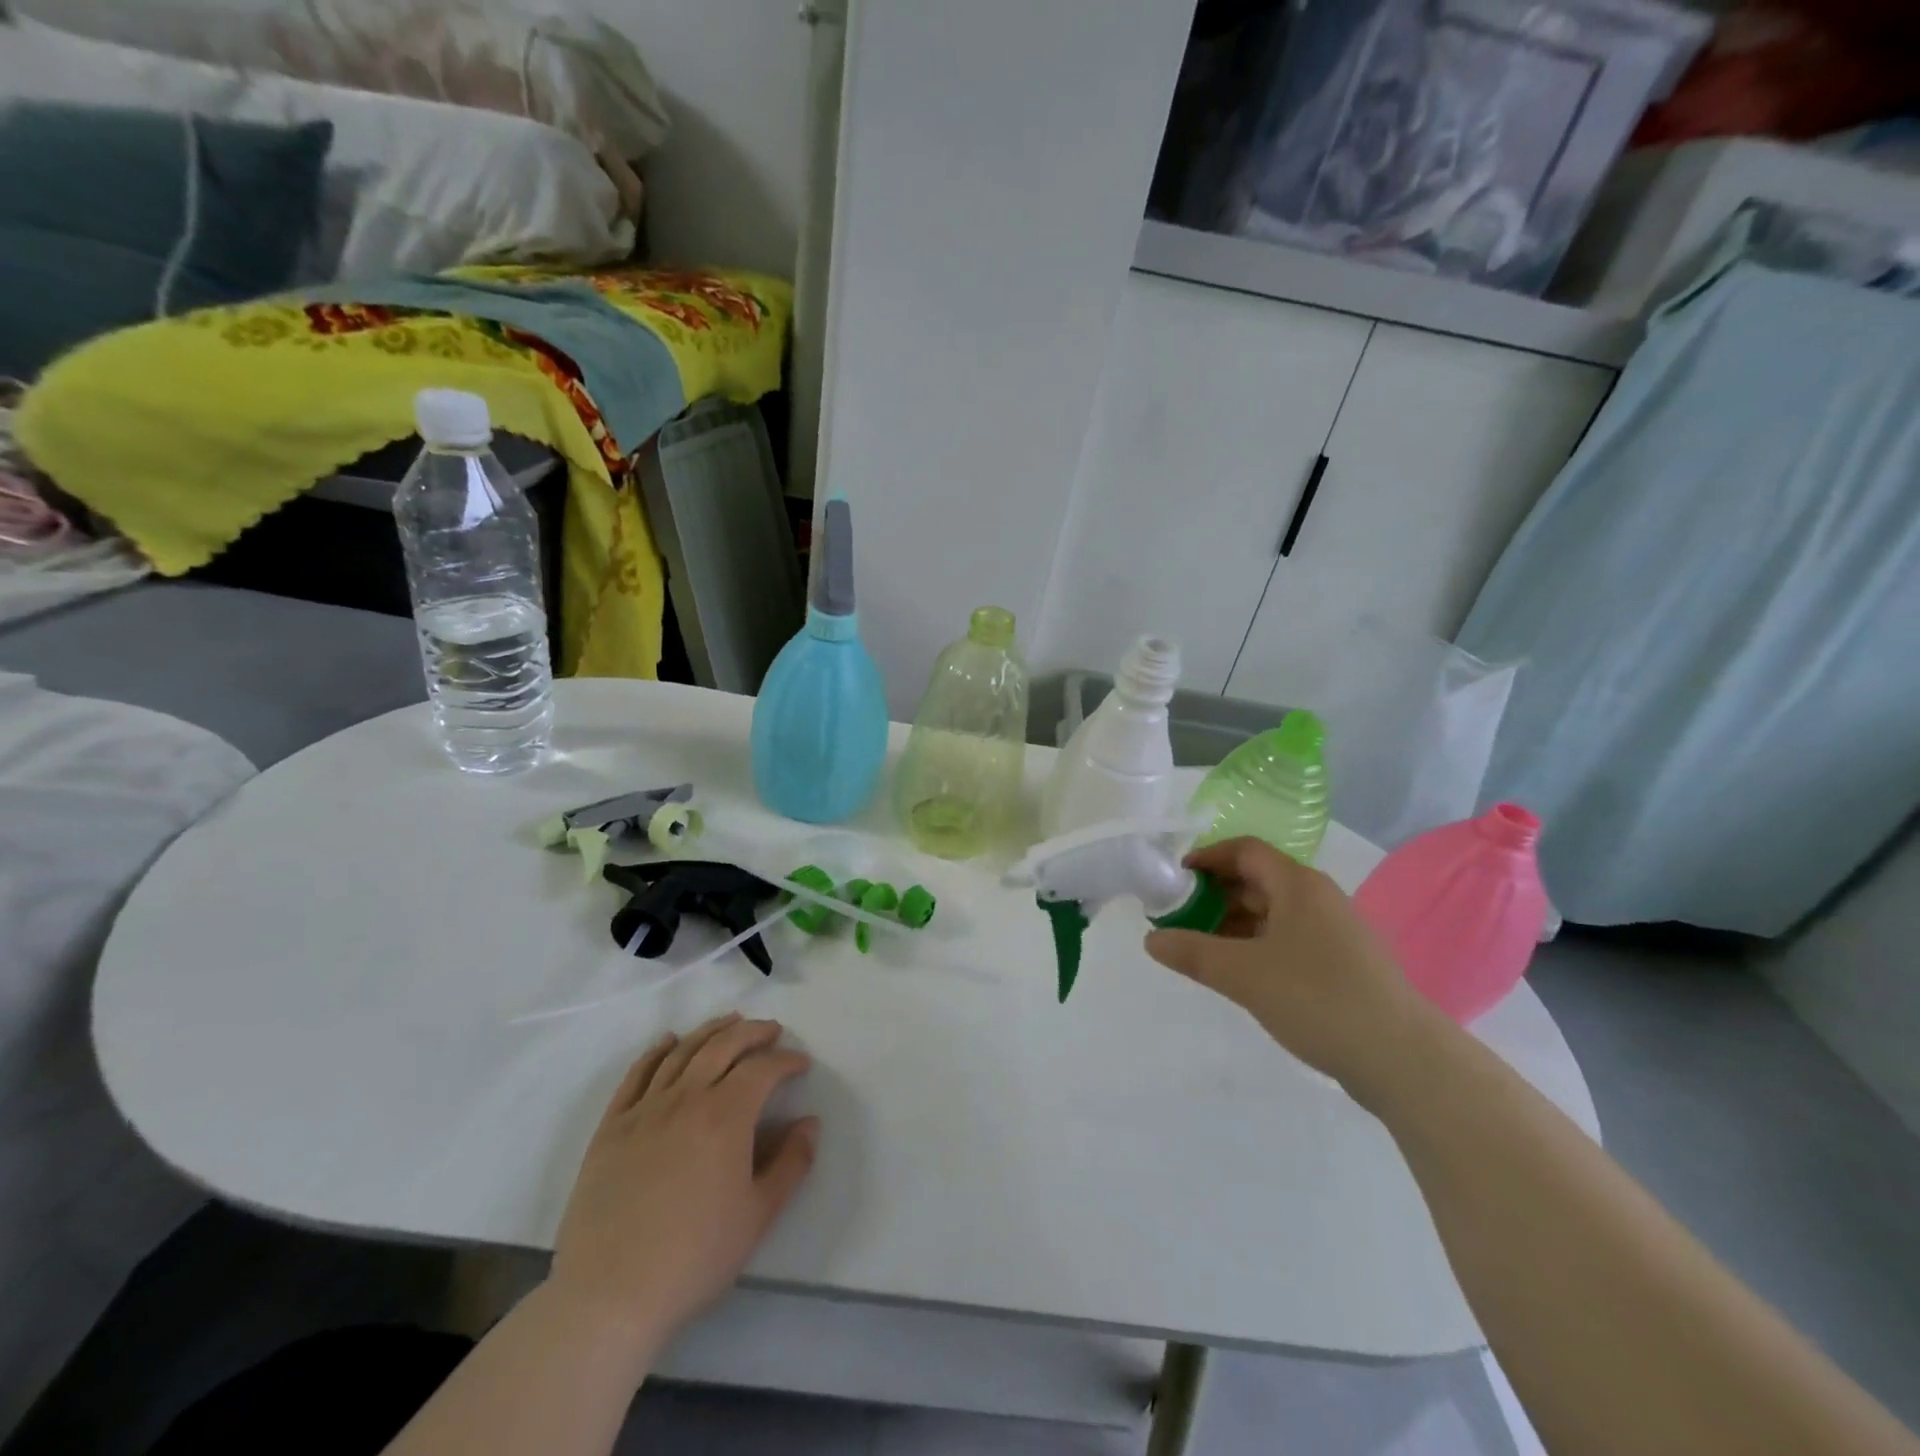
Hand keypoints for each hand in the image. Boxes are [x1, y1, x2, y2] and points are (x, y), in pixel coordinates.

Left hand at [547, 1014, 817, 1357]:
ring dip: (711, 1031)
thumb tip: (810, 1122)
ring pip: (682, 1052)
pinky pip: (637, 1074)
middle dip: (753, 1032)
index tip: (801, 1064)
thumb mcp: (759, 1216)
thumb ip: (791, 1163)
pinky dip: (656, 1051)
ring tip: (730, 1022)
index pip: (763, 1069)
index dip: (786, 1060)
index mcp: (726, 1116)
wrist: (608, 1297)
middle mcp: (687, 1098)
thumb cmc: (694, 1257)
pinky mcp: (611, 1127)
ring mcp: (645, 1110)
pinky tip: (668, 1042)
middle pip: (723, 1046)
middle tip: (772, 1030)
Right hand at [1144, 838, 1428, 1098]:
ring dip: (1233, 924)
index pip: (1244, 850)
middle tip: (1179, 920)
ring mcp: (1335, 932)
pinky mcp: (1344, 965)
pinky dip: (1257, 946)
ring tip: (1201, 950)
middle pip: (1257, 880)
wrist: (1404, 1059)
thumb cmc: (1317, 999)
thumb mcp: (1243, 974)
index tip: (1174, 880)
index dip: (1206, 857)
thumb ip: (1192, 952)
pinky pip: (1289, 940)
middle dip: (1214, 896)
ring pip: (1273, 913)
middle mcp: (1318, 898)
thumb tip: (1151, 939)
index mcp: (1298, 885)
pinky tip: (1241, 975)